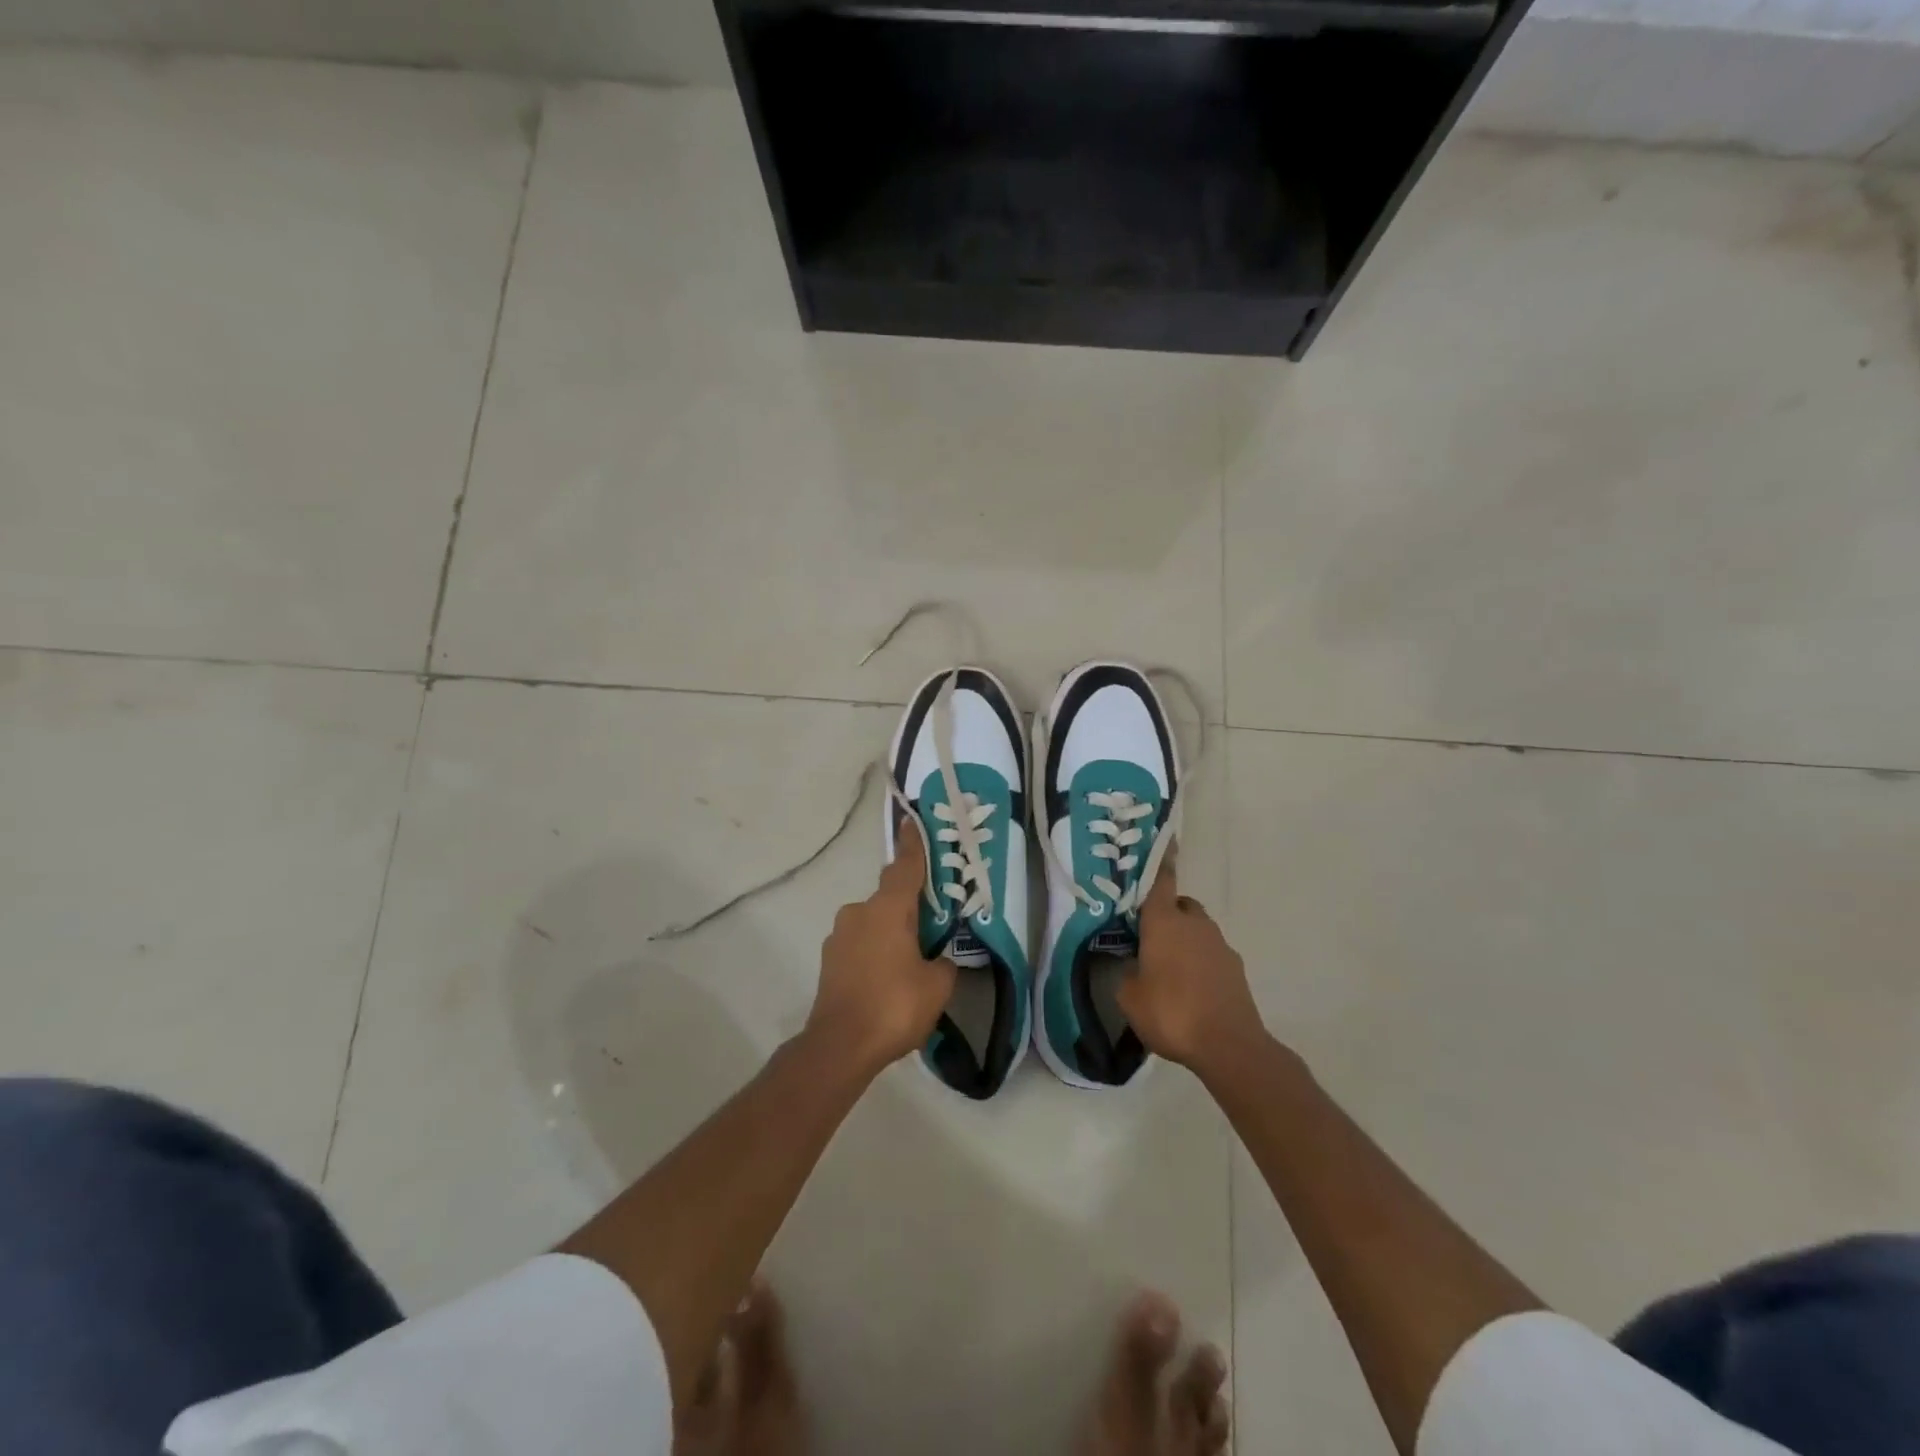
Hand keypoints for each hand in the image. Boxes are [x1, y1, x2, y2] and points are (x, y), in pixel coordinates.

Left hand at [806, 822, 954, 1076]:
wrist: (840, 1045)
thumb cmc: (895, 1005)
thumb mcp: (937, 985)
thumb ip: (944, 963)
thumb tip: (939, 959)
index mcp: (888, 909)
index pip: (904, 867)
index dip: (913, 845)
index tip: (912, 821)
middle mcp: (859, 912)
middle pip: (890, 898)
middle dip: (909, 908)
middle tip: (931, 926)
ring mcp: (839, 936)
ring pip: (873, 923)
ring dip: (890, 933)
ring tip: (910, 963)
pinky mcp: (829, 960)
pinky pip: (860, 944)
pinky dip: (875, 952)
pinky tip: (887, 980)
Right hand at [1118, 860, 1265, 1073]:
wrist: (1229, 1046)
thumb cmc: (1171, 1012)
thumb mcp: (1129, 997)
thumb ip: (1127, 974)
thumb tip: (1133, 968)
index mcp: (1164, 921)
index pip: (1160, 881)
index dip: (1159, 861)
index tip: (1164, 840)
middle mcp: (1194, 924)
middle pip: (1180, 905)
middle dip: (1166, 914)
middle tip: (1148, 937)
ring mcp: (1220, 945)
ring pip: (1197, 930)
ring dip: (1184, 940)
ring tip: (1168, 969)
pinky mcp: (1235, 969)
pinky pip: (1211, 955)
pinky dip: (1200, 963)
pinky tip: (1189, 990)